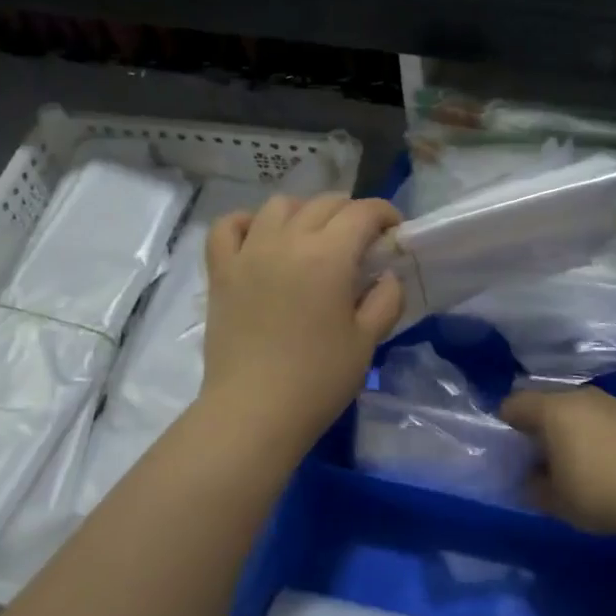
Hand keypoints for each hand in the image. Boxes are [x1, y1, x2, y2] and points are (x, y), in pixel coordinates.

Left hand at [202, 193, 403, 453]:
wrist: (255, 411)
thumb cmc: (319, 379)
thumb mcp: (367, 341)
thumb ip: (386, 300)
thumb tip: (387, 276)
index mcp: (329, 256)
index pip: (362, 212)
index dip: (384, 214)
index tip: (394, 231)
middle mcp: (287, 241)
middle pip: (323, 204)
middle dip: (350, 212)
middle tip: (361, 240)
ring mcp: (249, 253)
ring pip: (278, 206)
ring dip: (304, 212)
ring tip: (313, 237)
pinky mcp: (221, 271)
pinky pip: (227, 226)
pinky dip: (247, 222)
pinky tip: (259, 238)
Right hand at [499, 387, 615, 539]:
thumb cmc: (602, 493)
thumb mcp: (557, 501)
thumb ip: (534, 487)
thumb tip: (530, 479)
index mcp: (554, 410)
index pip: (516, 403)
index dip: (507, 422)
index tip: (510, 447)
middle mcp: (583, 397)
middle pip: (551, 403)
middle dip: (542, 425)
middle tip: (543, 456)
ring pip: (583, 409)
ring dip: (575, 428)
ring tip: (580, 460)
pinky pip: (609, 419)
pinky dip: (603, 434)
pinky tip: (613, 462)